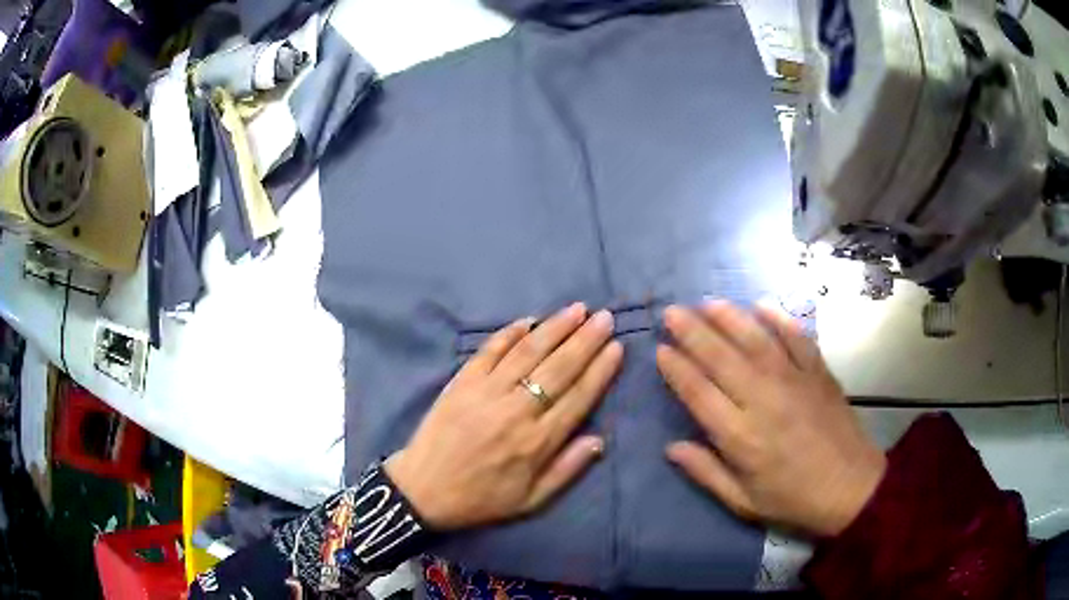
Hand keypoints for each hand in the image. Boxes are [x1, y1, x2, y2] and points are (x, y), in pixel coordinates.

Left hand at [386, 303, 622, 530]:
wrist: (423, 491)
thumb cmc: (481, 499)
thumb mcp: (530, 501)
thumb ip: (567, 470)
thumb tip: (600, 439)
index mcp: (537, 442)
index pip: (578, 397)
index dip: (600, 370)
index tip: (617, 347)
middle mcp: (516, 410)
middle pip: (558, 367)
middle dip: (586, 340)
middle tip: (605, 317)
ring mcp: (486, 392)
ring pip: (528, 352)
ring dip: (555, 327)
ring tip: (577, 309)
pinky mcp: (462, 382)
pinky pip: (490, 350)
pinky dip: (510, 333)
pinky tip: (529, 320)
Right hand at [658, 301, 885, 536]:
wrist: (850, 487)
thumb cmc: (792, 499)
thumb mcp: (743, 501)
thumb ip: (706, 472)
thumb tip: (671, 447)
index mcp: (741, 436)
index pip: (699, 392)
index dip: (677, 369)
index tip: (660, 349)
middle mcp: (764, 400)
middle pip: (721, 357)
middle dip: (692, 332)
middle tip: (672, 312)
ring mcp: (794, 381)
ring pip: (755, 340)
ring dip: (729, 318)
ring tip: (706, 302)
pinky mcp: (818, 372)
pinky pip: (796, 337)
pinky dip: (779, 318)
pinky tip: (761, 304)